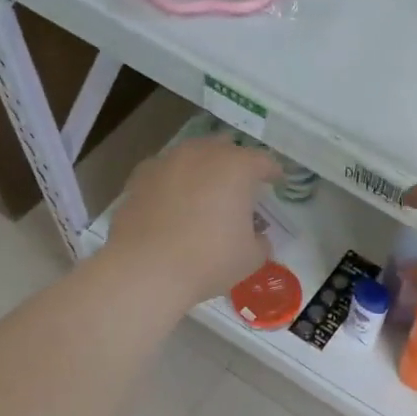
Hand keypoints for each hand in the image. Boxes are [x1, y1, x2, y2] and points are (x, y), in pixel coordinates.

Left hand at [107, 134, 281, 309]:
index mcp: (236, 167)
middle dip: (235, 162)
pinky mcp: (139, 177)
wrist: (147, 268)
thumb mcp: (251, 258)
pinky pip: (165, 172)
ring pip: (191, 155)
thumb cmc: (209, 260)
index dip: (273, 172)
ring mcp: (166, 161)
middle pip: (225, 147)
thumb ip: (261, 242)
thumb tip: (258, 237)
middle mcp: (201, 154)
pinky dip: (174, 182)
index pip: (263, 161)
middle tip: (240, 184)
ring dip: (202, 168)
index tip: (277, 181)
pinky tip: (172, 202)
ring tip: (204, 190)